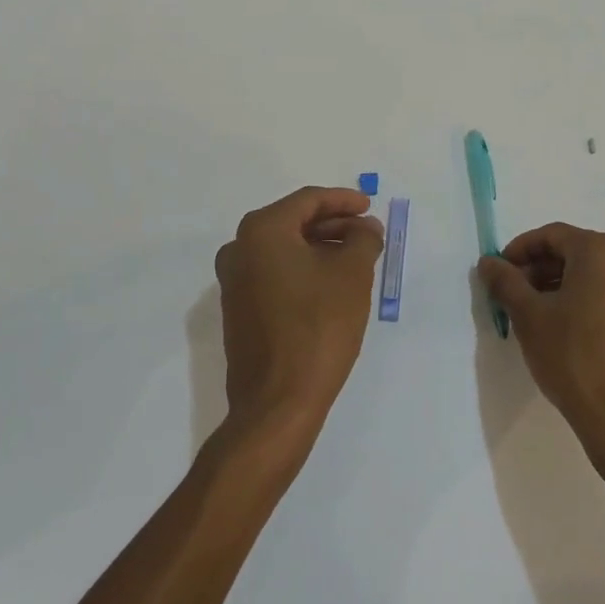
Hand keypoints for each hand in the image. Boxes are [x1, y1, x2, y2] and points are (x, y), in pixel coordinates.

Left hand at [215, 186, 383, 433]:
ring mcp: (233, 282)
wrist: (277, 403)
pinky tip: (331, 283)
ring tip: (355, 257)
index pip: (308, 200)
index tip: (370, 207)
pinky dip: (303, 269)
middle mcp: (239, 248)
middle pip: (294, 222)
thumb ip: (363, 239)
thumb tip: (365, 228)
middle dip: (334, 224)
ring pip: (284, 249)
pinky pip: (275, 273)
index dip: (343, 200)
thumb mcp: (352, 275)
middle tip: (367, 233)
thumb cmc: (317, 327)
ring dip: (320, 247)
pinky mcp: (238, 310)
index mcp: (262, 231)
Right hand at [477, 223, 604, 458]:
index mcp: (600, 252)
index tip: (499, 272)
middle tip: (511, 294)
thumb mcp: (529, 316)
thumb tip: (488, 262)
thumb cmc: (573, 357)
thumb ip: (505, 282)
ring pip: (589, 275)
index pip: (552, 235)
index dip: (520, 250)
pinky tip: (561, 330)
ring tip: (532, 314)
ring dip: (557, 286)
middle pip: (572, 252)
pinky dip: (580, 301)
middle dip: (538, 269)